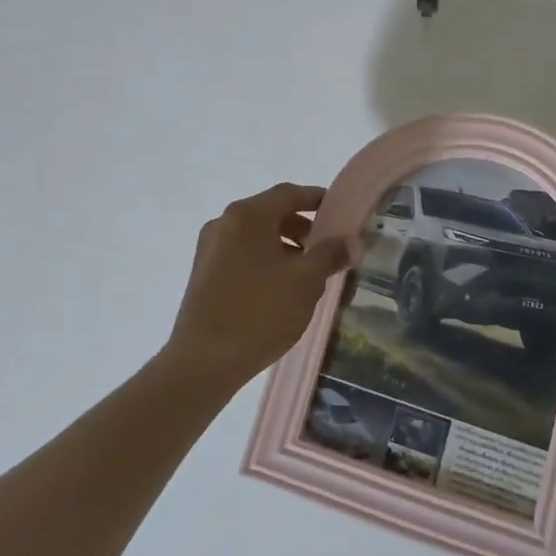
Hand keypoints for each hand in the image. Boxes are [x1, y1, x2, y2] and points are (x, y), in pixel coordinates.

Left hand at [163, 183, 356, 390]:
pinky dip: (264, 260)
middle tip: (327, 248)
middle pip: (271, 213)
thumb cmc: (260, 312)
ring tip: (307, 274)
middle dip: (302, 227)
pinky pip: (241, 254)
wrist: (203, 361)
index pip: (289, 193)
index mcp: (247, 215)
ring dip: (284, 246)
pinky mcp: (203, 274)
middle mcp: (224, 223)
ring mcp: (209, 249)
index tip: (340, 212)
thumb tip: (352, 241)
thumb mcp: (306, 281)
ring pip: (255, 236)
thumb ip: (331, 255)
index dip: (317, 199)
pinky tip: (280, 290)